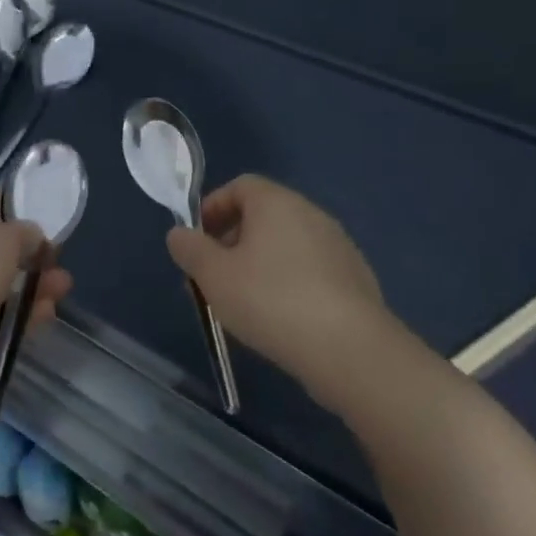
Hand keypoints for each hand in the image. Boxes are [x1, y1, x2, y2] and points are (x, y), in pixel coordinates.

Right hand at [166, 175, 406, 409]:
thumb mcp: (214, 276)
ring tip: (243, 303)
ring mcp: (339, 246)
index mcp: (277, 203)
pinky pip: (309, 270)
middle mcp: (311, 214)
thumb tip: (180, 234)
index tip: (197, 240)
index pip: (240, 186)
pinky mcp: (355, 279)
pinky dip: (288, 283)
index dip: (213, 208)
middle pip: (263, 215)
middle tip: (213, 277)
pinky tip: (280, 318)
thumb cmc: (271, 301)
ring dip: (259, 264)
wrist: (349, 349)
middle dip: (232, 241)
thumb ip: (191, 249)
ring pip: (286, 245)